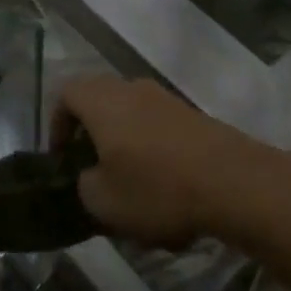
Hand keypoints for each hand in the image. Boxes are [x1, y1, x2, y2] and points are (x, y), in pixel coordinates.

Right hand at [52, 77, 276, 248]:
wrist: (233, 182)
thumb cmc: (157, 188)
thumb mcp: (102, 202)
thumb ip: (83, 185)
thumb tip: (90, 176)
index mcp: (102, 100)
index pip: (65, 94)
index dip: (56, 125)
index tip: (62, 158)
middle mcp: (132, 88)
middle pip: (99, 100)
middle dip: (90, 134)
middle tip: (91, 170)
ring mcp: (166, 98)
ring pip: (130, 114)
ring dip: (123, 143)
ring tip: (129, 184)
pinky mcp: (193, 115)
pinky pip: (158, 126)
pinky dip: (152, 149)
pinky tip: (164, 187)